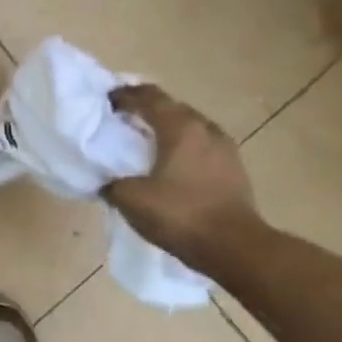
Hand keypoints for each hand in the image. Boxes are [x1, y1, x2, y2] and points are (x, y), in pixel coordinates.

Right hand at [104, 84, 260, 264]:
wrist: (234, 246)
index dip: (126, 95)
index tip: (107, 101)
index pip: (150, 97)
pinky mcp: (234, 170)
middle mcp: (206, 129)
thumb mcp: (131, 199)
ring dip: (168, 130)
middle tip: (124, 120)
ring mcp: (225, 149)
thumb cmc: (179, 215)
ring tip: (147, 143)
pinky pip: (202, 147)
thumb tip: (108, 182)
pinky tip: (171, 166)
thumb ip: (113, 184)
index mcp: (180, 128)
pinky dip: (183, 148)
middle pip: (173, 108)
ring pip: (190, 127)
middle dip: (147, 110)